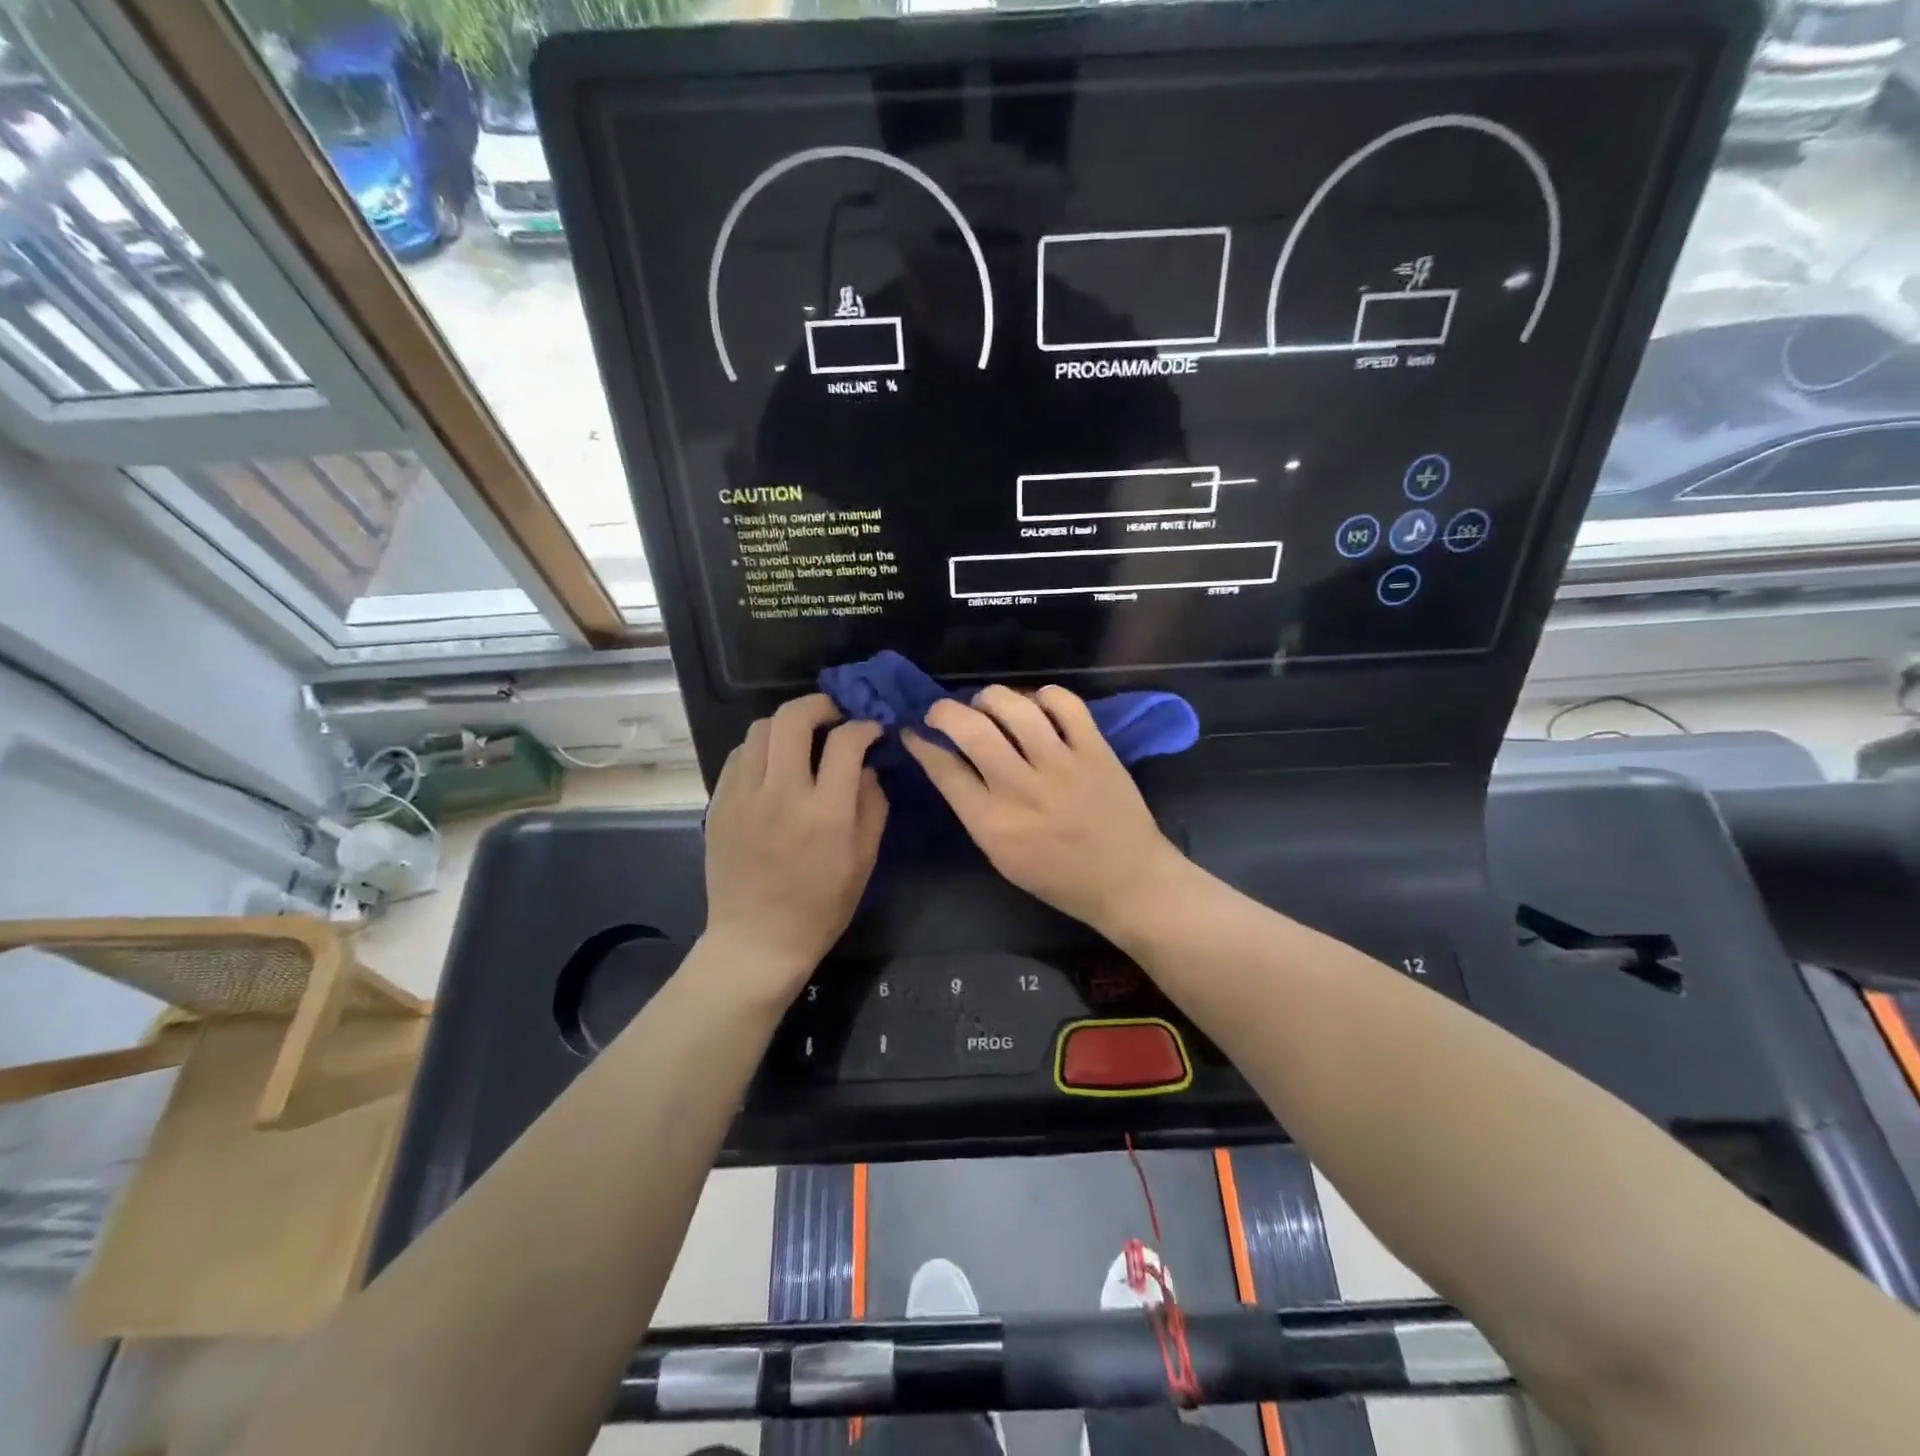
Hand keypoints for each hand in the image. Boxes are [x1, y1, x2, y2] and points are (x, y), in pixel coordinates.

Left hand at [704, 694, 886, 1000]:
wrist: (758, 940)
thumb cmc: (821, 906)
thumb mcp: (864, 859)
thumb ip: (871, 804)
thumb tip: (866, 766)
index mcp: (825, 812)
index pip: (846, 742)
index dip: (864, 726)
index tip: (871, 730)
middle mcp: (781, 794)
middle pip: (793, 719)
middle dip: (819, 705)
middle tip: (833, 715)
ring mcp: (743, 797)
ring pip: (760, 729)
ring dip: (786, 724)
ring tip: (801, 739)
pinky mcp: (719, 804)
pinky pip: (738, 756)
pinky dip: (760, 748)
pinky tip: (773, 765)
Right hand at [903, 685, 1185, 935]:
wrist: (1127, 881)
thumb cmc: (1058, 878)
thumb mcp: (1002, 857)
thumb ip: (975, 811)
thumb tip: (951, 764)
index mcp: (993, 824)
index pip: (944, 770)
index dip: (921, 744)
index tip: (913, 731)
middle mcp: (1022, 789)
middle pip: (971, 729)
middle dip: (944, 710)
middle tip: (942, 711)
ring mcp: (1062, 765)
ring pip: (1015, 707)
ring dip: (990, 697)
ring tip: (986, 703)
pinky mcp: (1095, 750)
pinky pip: (1065, 704)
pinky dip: (1044, 695)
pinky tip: (1036, 705)